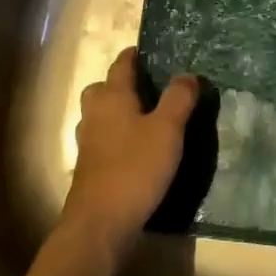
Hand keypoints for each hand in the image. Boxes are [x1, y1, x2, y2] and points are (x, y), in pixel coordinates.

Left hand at [60, 48, 198, 256]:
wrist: (99, 224)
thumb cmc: (135, 168)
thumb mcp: (167, 130)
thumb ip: (178, 99)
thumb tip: (187, 74)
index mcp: (112, 96)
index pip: (122, 64)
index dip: (135, 55)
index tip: (152, 51)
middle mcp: (94, 113)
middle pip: (104, 88)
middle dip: (122, 84)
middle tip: (149, 88)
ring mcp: (87, 141)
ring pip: (100, 114)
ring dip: (118, 111)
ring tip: (145, 118)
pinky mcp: (88, 167)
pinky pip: (102, 139)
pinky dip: (116, 136)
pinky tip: (135, 150)